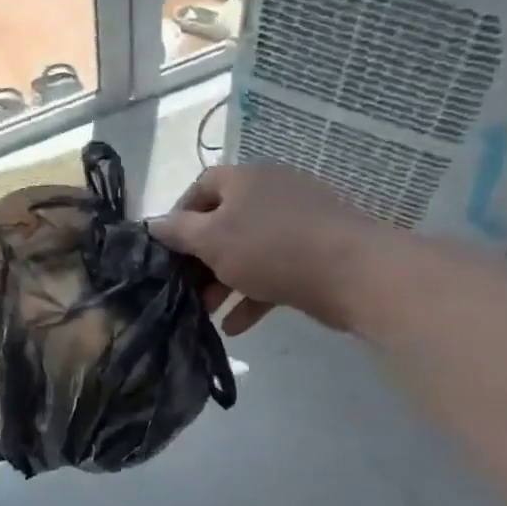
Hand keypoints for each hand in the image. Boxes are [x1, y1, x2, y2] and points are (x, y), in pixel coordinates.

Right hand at [150, 163, 378, 334]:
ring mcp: (297, 222)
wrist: (353, 272)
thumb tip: (153, 223)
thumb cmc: (271, 248)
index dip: (179, 215)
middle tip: (184, 288)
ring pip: (248, 251)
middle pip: (224, 223)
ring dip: (224, 282)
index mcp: (245, 180)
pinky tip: (237, 325)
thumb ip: (179, 231)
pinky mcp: (315, 253)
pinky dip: (253, 295)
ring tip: (206, 313)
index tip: (166, 249)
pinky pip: (274, 271)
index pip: (202, 186)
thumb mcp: (212, 239)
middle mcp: (270, 193)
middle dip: (201, 259)